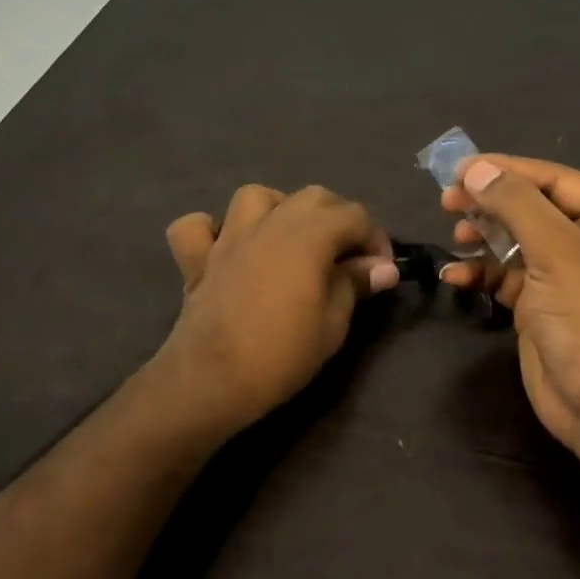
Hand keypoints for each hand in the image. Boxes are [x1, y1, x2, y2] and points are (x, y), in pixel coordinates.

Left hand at [155, 184, 396, 434]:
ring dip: (279, 209)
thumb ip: (355, 285)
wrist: (212, 382)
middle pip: (313, 197)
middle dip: (338, 217)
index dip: (375, 239)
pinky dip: (212, 230)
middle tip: (346, 255)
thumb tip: (383, 268)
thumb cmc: (281, 356)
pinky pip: (196, 227)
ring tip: (290, 239)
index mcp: (308, 237)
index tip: (380, 271)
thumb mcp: (332, 324)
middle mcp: (270, 224)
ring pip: (255, 196)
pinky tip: (225, 248)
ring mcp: (228, 238)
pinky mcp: (197, 259)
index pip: (354, 216)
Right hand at [440, 155, 579, 456]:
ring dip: (483, 236)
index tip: (460, 168)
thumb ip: (515, 205)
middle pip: (533, 207)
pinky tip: (455, 275)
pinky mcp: (540, 304)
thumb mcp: (557, 252)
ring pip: (515, 240)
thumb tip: (475, 169)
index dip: (508, 170)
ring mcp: (565, 274)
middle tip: (448, 200)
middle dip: (491, 204)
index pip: (555, 179)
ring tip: (456, 234)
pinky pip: (505, 276)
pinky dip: (480, 273)